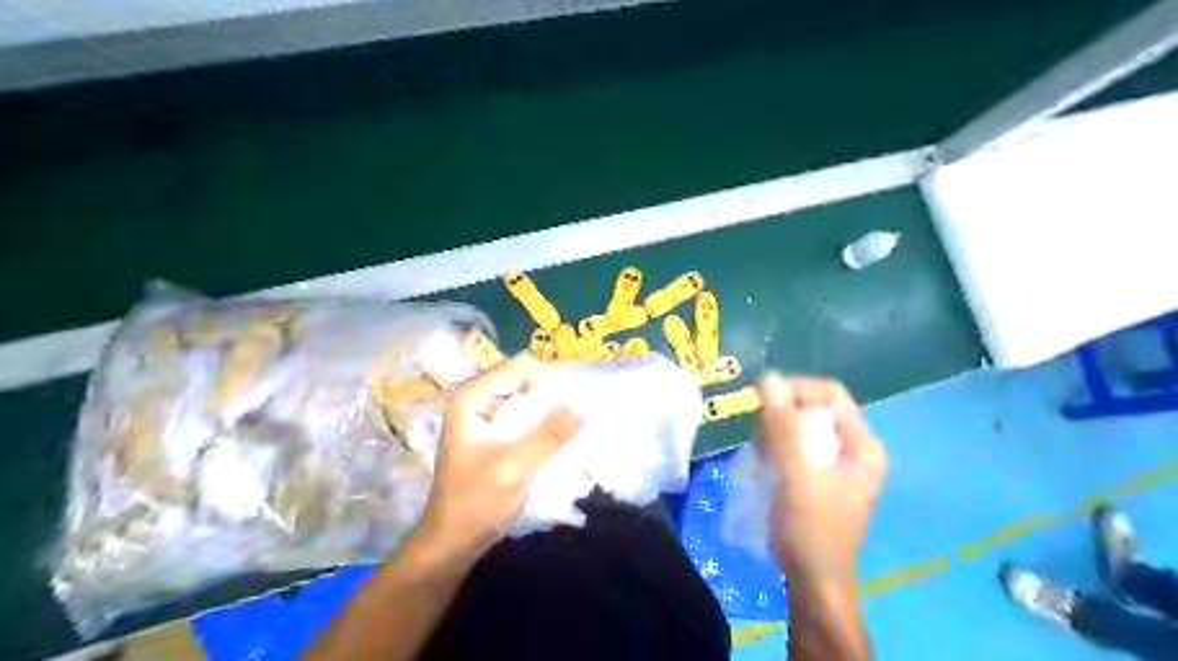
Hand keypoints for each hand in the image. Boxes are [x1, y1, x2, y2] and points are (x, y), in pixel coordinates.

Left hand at [417, 351, 587, 562]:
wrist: (450, 544)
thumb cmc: (475, 504)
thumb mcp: (514, 468)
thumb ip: (548, 436)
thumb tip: (583, 407)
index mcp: (471, 398)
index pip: (520, 366)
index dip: (550, 377)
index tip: (578, 396)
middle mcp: (476, 400)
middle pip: (523, 380)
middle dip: (553, 392)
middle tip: (583, 408)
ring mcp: (484, 418)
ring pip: (526, 399)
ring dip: (550, 408)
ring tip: (579, 421)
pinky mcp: (494, 436)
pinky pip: (524, 418)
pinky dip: (542, 423)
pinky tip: (562, 436)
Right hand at [758, 373, 888, 580]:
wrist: (813, 581)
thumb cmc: (811, 529)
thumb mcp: (796, 474)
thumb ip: (783, 426)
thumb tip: (768, 378)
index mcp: (862, 444)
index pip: (830, 394)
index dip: (795, 390)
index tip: (761, 400)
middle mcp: (853, 449)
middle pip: (813, 409)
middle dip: (782, 417)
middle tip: (760, 439)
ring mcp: (836, 464)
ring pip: (800, 428)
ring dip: (775, 434)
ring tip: (759, 456)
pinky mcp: (818, 477)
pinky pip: (794, 447)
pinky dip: (776, 450)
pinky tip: (763, 465)